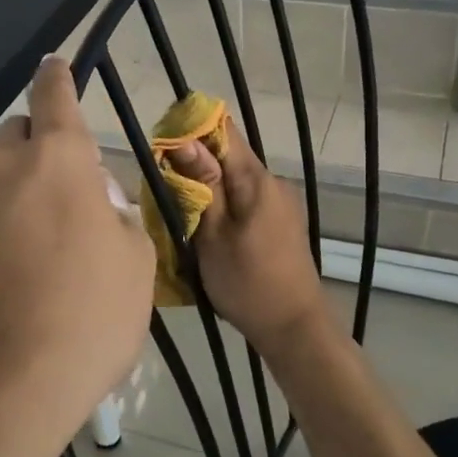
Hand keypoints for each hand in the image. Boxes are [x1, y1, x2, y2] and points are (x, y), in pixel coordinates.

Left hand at [0, 57, 154, 456]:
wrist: (0, 392)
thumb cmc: (87, 321)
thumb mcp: (136, 266)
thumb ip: (119, 217)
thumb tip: (97, 204)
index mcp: (57, 163)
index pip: (54, 98)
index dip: (57, 77)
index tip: (54, 63)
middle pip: (17, 139)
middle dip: (39, 152)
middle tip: (67, 200)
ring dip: (13, 197)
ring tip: (35, 253)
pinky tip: (3, 283)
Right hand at [166, 119, 330, 354]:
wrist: (294, 327)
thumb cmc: (248, 283)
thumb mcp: (213, 236)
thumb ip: (201, 186)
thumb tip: (184, 141)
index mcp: (257, 179)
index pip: (224, 130)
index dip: (192, 130)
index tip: (163, 146)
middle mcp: (273, 182)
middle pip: (228, 155)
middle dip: (194, 163)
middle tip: (163, 186)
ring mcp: (280, 202)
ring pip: (235, 179)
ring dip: (208, 186)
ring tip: (180, 210)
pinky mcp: (281, 221)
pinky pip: (246, 198)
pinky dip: (224, 204)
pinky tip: (206, 226)